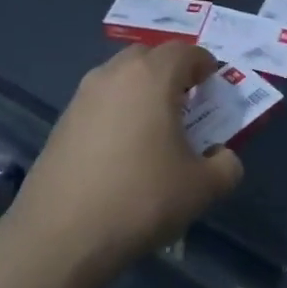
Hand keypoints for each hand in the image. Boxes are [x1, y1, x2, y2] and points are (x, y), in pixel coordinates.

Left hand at [5, 43, 243, 283]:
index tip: (213, 86)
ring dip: (141, 90)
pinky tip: (122, 150)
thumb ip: (226, 166)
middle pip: (149, 55)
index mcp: (153, 76)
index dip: (204, 64)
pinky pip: (100, 102)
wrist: (60, 237)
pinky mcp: (61, 123)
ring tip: (154, 126)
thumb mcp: (202, 188)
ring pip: (120, 77)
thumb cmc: (141, 199)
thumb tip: (223, 157)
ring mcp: (82, 97)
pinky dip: (117, 112)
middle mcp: (115, 74)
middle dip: (171, 71)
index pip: (186, 51)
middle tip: (186, 101)